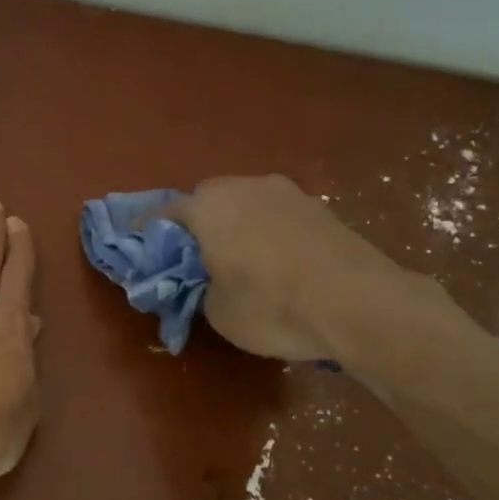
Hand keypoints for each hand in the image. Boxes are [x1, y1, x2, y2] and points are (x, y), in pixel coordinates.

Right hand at [162, 174, 468, 370]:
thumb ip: (200, 288)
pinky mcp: (320, 208)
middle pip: (207, 199)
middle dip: (197, 223)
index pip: (164, 212)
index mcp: (209, 208)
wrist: (359, 304)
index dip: (147, 230)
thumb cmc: (273, 307)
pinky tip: (277, 261)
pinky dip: (267, 231)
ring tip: (240, 259)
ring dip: (236, 223)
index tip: (139, 244)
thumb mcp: (218, 311)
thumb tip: (208, 280)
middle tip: (196, 256)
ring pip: (246, 203)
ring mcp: (287, 193)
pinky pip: (276, 214)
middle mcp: (245, 188)